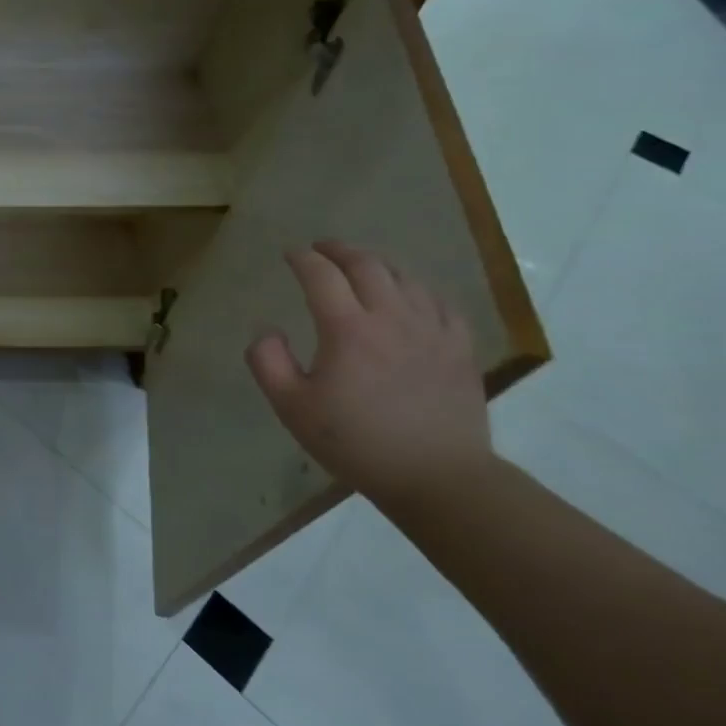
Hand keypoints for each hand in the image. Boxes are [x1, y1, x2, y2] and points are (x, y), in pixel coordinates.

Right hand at [244, 240, 491, 508]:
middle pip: (366, 265)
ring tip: (361, 267)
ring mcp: (432, 330)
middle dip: (339, 250)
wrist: (438, 477)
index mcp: (347, 329)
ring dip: (377, 264)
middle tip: (321, 248)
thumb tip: (266, 330)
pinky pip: (439, 301)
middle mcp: (391, 318)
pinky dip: (416, 289)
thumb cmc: (357, 442)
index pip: (321, 275)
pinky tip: (409, 296)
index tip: (289, 254)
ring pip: (405, 277)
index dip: (302, 259)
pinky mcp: (459, 348)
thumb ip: (267, 362)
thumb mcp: (292, 407)